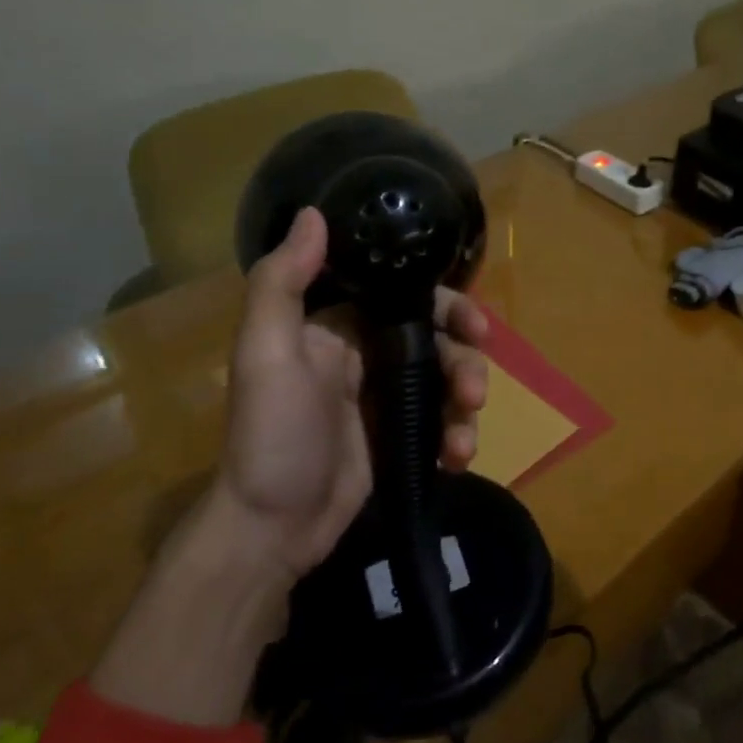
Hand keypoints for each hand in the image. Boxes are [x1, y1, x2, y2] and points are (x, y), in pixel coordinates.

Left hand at [217, 206, 491, 586]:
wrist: (271, 529)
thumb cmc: (270, 436)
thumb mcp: (265, 354)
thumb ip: (283, 283)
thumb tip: (315, 212)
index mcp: (338, 328)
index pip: (405, 295)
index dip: (445, 301)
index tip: (473, 321)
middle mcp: (368, 354)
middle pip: (438, 337)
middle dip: (466, 356)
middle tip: (477, 386)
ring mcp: (387, 398)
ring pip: (448, 379)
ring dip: (468, 399)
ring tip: (464, 433)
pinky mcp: (402, 437)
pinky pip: (445, 422)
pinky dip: (459, 435)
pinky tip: (457, 457)